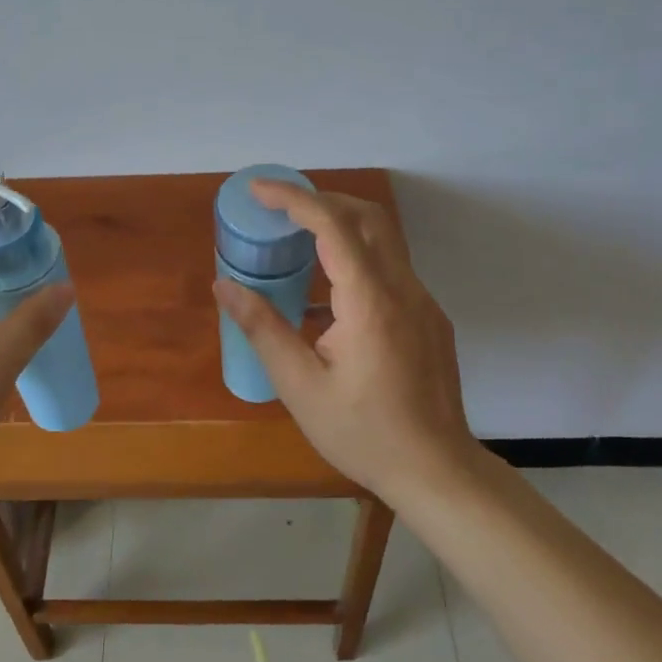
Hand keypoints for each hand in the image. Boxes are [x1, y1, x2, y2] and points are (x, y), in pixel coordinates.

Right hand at [213, 183, 481, 501]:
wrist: (436, 471)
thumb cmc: (362, 433)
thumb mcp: (300, 385)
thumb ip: (263, 328)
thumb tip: (224, 286)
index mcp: (370, 302)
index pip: (333, 226)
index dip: (294, 199)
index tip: (258, 190)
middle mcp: (404, 290)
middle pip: (368, 218)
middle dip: (322, 201)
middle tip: (280, 210)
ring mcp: (424, 303)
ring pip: (385, 242)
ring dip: (341, 228)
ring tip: (297, 243)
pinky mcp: (430, 320)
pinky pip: (392, 272)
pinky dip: (357, 261)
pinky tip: (329, 299)